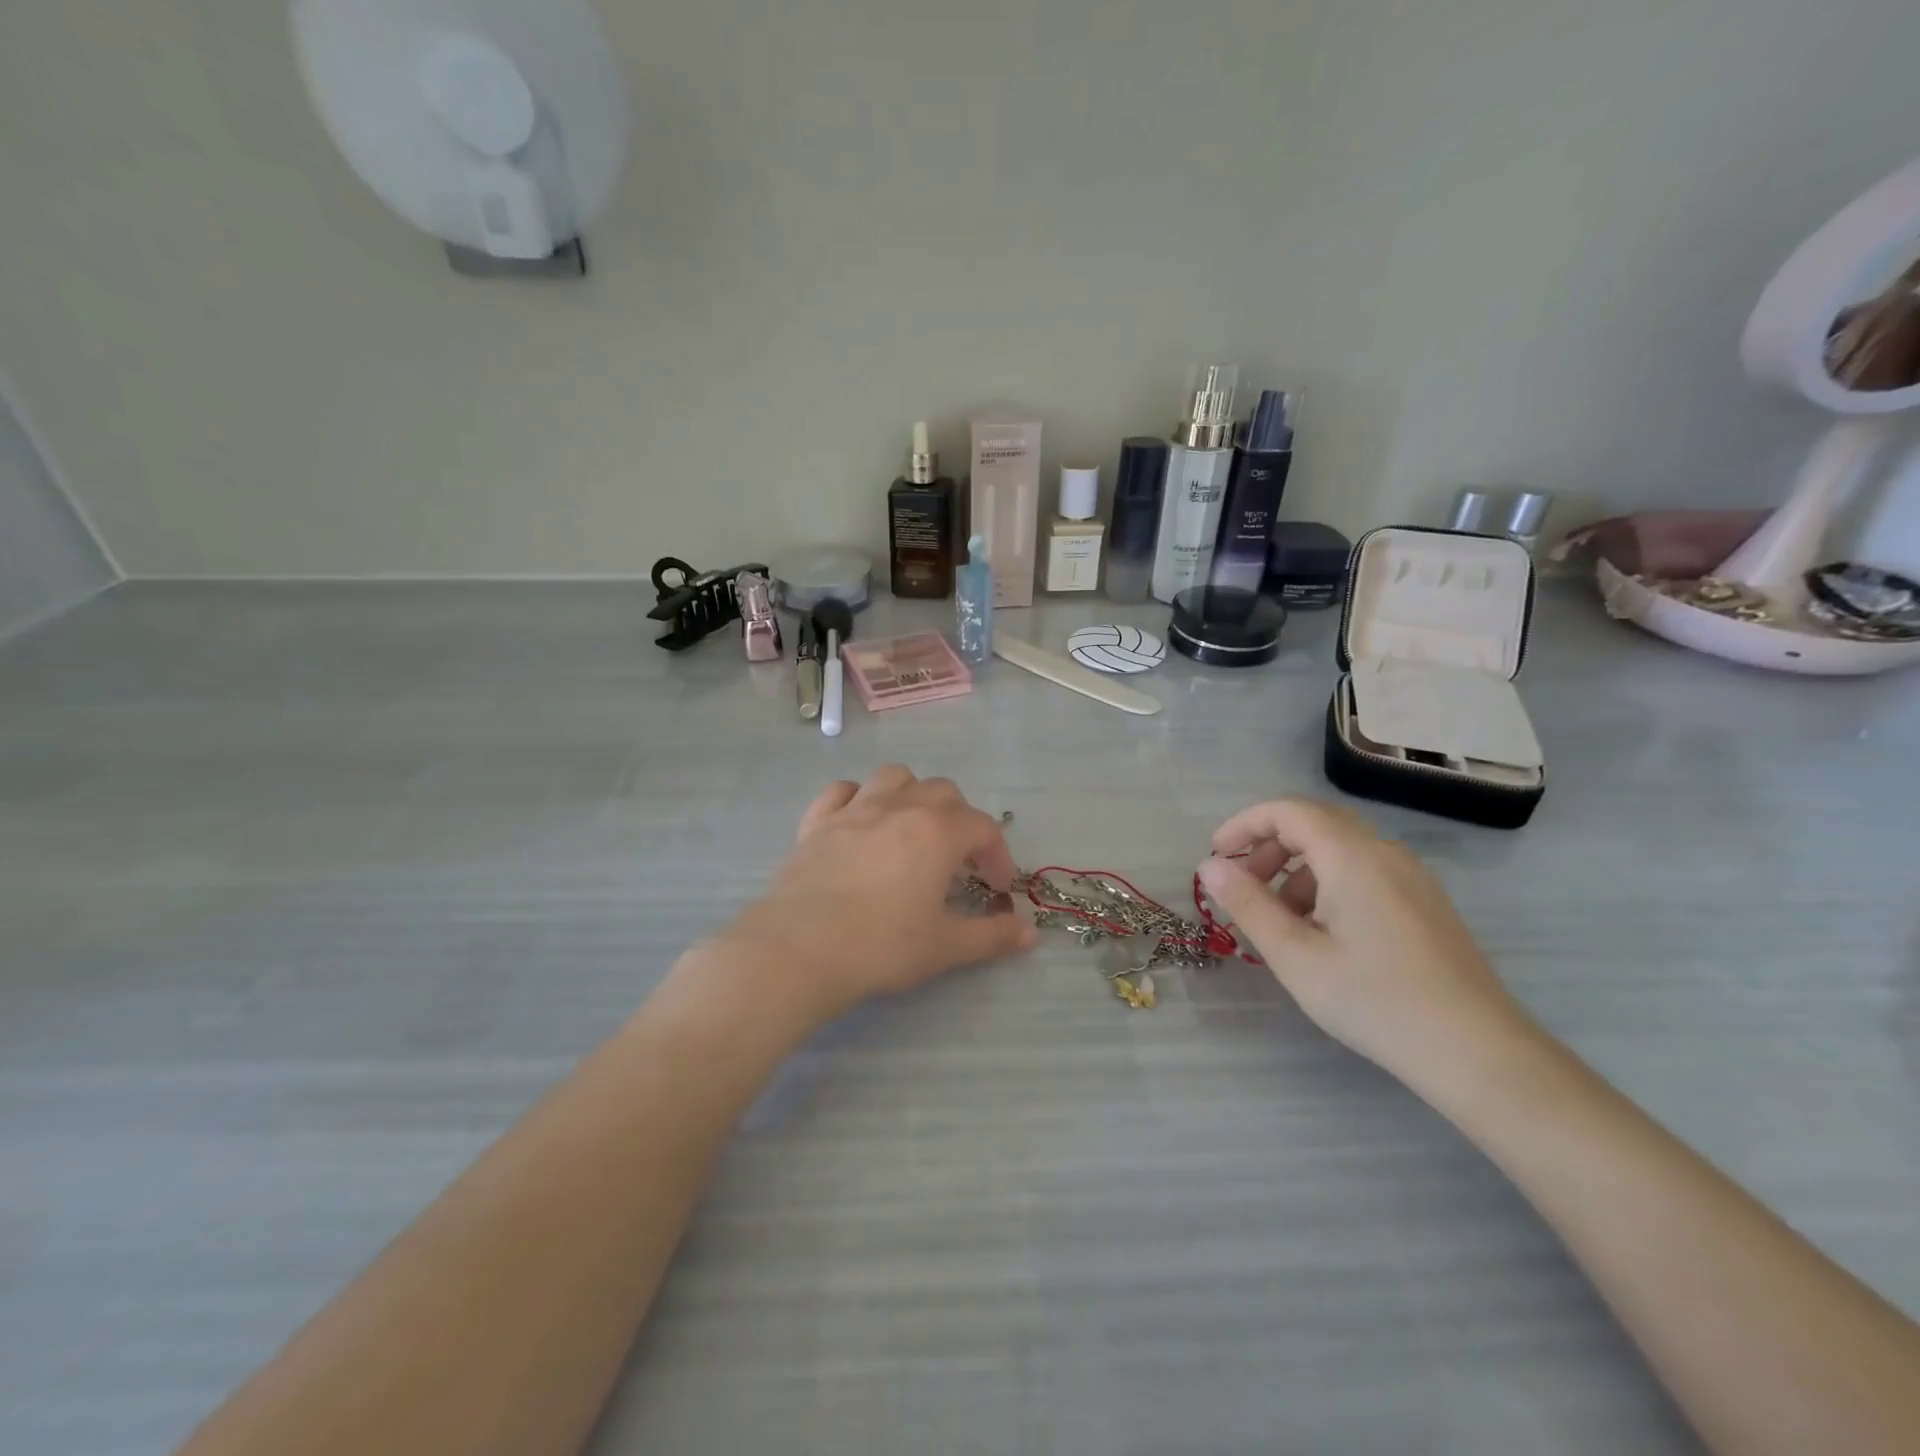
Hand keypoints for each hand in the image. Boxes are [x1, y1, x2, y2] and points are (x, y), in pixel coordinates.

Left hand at [721, 766, 1036, 1023]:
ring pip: (894, 777)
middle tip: (958, 862)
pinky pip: (842, 791)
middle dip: (961, 821)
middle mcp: (899, 807)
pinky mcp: (816, 822)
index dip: (998, 856)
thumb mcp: (945, 946)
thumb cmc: (881, 945)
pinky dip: (858, 798)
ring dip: (913, 796)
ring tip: (913, 830)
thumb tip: (1028, 933)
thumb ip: (991, 936)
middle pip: (943, 793)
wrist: (799, 948)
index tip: (996, 889)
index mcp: (937, 831)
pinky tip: (860, 823)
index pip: (983, 828)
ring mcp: (854, 809)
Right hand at [1196, 798, 1535, 1085]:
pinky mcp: (1425, 902)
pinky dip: (1327, 884)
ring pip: (1340, 849)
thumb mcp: (1296, 956)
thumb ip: (1248, 904)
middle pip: (1314, 823)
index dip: (1244, 825)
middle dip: (1268, 846)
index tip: (1216, 858)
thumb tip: (1209, 867)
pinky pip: (1364, 871)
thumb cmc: (1376, 1001)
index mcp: (1352, 856)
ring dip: (1296, 868)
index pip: (1287, 811)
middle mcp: (1385, 853)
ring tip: (1279, 919)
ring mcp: (1412, 876)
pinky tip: (1323, 933)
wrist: (1479, 1053)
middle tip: (1242, 887)